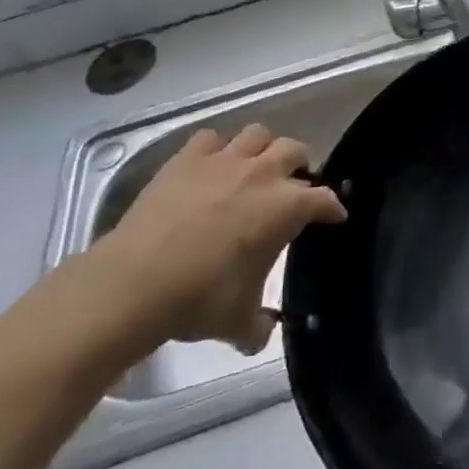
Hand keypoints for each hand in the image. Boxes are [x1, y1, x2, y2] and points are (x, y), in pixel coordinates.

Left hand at [89, 125, 345, 352]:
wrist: (134, 283)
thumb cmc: (199, 299)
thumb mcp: (238, 322)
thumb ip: (258, 325)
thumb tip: (261, 334)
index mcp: (287, 207)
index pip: (324, 199)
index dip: (332, 208)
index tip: (333, 216)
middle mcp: (263, 174)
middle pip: (295, 150)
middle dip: (300, 165)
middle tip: (292, 185)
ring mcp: (224, 161)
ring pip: (257, 134)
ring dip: (262, 148)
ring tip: (255, 167)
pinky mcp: (187, 159)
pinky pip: (210, 138)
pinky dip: (216, 149)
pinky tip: (211, 165)